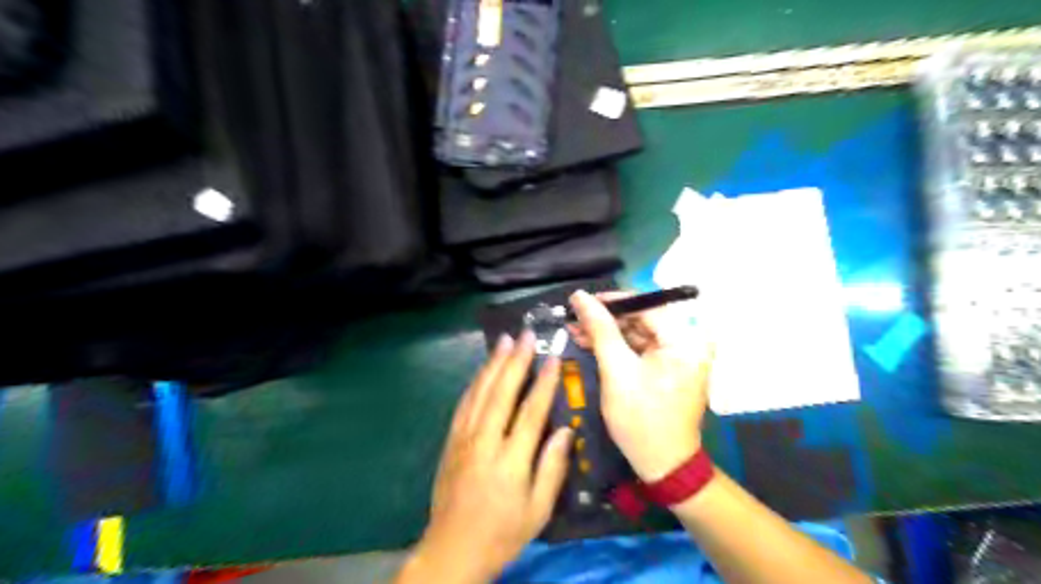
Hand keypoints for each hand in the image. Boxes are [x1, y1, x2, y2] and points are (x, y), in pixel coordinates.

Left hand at [399, 331, 577, 582]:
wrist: (453, 549)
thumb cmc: (503, 532)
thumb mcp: (538, 510)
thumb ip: (552, 468)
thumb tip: (564, 430)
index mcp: (510, 460)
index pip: (530, 411)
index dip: (543, 382)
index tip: (552, 357)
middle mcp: (485, 442)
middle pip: (501, 392)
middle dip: (516, 360)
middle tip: (526, 334)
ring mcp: (464, 439)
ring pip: (480, 392)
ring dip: (493, 364)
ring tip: (505, 340)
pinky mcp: (451, 442)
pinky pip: (463, 404)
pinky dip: (475, 383)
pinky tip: (483, 370)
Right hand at [565, 290, 711, 482]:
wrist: (663, 465)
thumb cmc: (641, 418)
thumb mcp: (616, 370)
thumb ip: (600, 329)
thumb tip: (580, 296)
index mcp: (684, 339)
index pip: (645, 305)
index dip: (611, 301)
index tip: (580, 301)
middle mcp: (688, 342)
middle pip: (641, 318)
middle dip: (605, 319)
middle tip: (573, 318)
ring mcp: (680, 356)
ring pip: (638, 333)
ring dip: (607, 333)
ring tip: (575, 330)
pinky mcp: (670, 368)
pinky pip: (641, 348)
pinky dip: (617, 347)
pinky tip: (591, 343)